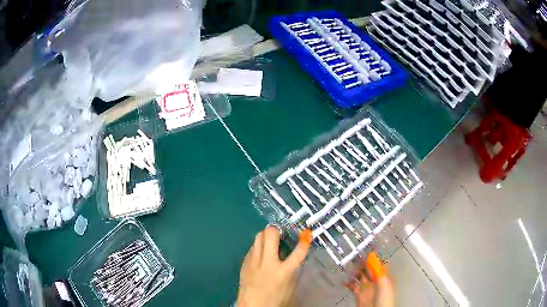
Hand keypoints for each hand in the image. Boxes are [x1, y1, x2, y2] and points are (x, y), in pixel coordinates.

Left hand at [236, 226, 311, 306]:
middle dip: (277, 230)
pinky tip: (261, 254)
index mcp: (282, 272)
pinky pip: (252, 248)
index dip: (304, 242)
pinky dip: (258, 247)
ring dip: (265, 236)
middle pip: (270, 235)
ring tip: (270, 241)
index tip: (307, 234)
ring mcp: (254, 261)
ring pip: (258, 237)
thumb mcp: (289, 287)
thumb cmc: (274, 299)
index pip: (297, 253)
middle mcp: (267, 263)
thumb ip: (291, 270)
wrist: (251, 306)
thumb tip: (291, 258)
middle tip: (281, 233)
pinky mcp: (245, 263)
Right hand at [346, 254, 394, 306]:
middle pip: (368, 270)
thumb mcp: (384, 282)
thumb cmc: (384, 297)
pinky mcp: (358, 294)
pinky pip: (353, 286)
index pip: (378, 265)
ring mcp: (366, 288)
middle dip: (362, 264)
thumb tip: (372, 254)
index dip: (372, 259)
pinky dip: (348, 282)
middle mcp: (375, 281)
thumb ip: (378, 270)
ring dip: (354, 272)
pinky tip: (343, 279)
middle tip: (353, 256)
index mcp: (384, 277)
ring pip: (360, 277)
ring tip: (347, 266)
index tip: (365, 251)